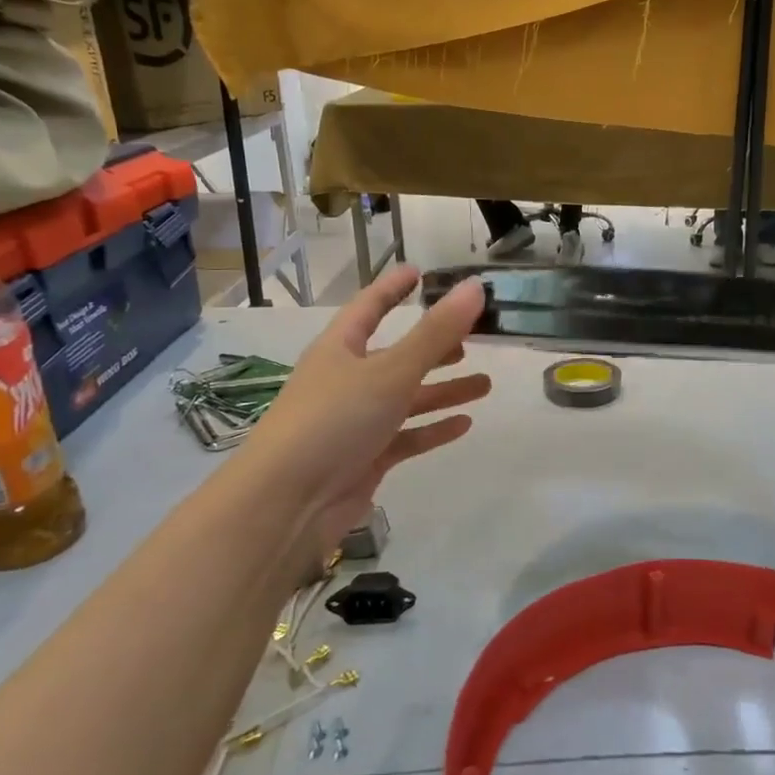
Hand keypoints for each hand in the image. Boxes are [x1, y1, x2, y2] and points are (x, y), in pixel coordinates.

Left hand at [250, 265, 491, 552]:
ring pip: (407, 398)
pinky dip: (433, 429)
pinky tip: (464, 425)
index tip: (419, 273)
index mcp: (340, 348)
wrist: (290, 502)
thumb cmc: (335, 420)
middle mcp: (346, 380)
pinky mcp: (366, 458)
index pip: (369, 307)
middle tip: (472, 338)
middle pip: (396, 355)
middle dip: (433, 346)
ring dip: (443, 390)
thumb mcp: (390, 370)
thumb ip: (436, 332)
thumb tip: (475, 287)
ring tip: (484, 384)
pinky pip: (406, 437)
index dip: (393, 288)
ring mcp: (355, 421)